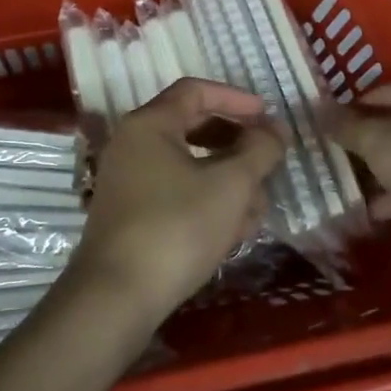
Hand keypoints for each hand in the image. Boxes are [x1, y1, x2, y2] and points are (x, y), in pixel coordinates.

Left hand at [73, 79, 284, 318]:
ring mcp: (128, 182)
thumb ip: (259, 150)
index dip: (236, 99)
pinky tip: (232, 233)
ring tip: (257, 210)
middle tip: (266, 165)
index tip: (268, 118)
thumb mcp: (231, 185)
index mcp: (149, 124)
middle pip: (194, 129)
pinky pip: (175, 194)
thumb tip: (274, 129)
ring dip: (227, 182)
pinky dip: (206, 203)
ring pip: (189, 167)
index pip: (196, 91)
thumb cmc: (177, 227)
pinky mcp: (130, 216)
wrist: (116, 298)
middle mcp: (132, 144)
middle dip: (236, 148)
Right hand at [332, 70, 390, 276]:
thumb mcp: (378, 138)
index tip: (325, 126)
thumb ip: (347, 127)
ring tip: (344, 183)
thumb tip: (319, 112)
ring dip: (383, 172)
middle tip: (331, 155)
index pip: (385, 92)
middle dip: (368, 143)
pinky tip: (370, 210)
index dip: (353, 108)